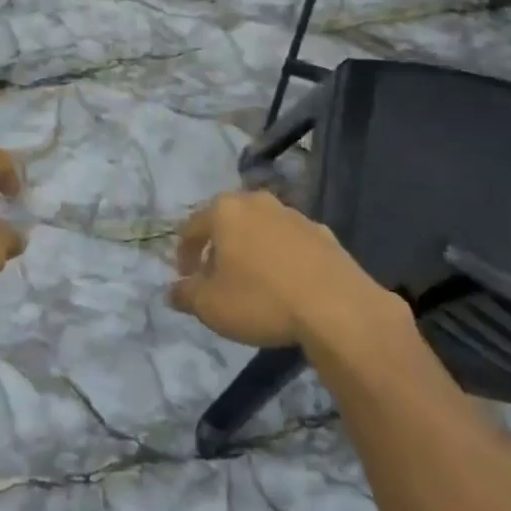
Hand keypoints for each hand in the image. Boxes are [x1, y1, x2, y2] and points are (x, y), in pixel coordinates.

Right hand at [167, 190, 400, 348]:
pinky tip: (286, 285)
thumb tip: (172, 290)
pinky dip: (281, 258)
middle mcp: (257, 202)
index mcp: (224, 210)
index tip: (185, 279)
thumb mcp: (210, 306)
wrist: (338, 308)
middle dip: (217, 248)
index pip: (191, 227)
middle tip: (215, 278)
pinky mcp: (323, 233)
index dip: (184, 254)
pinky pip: (290, 243)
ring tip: (252, 283)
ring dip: (250, 250)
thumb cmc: (261, 300)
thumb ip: (185, 295)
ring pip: (260, 229)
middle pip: (227, 222)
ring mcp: (293, 215)